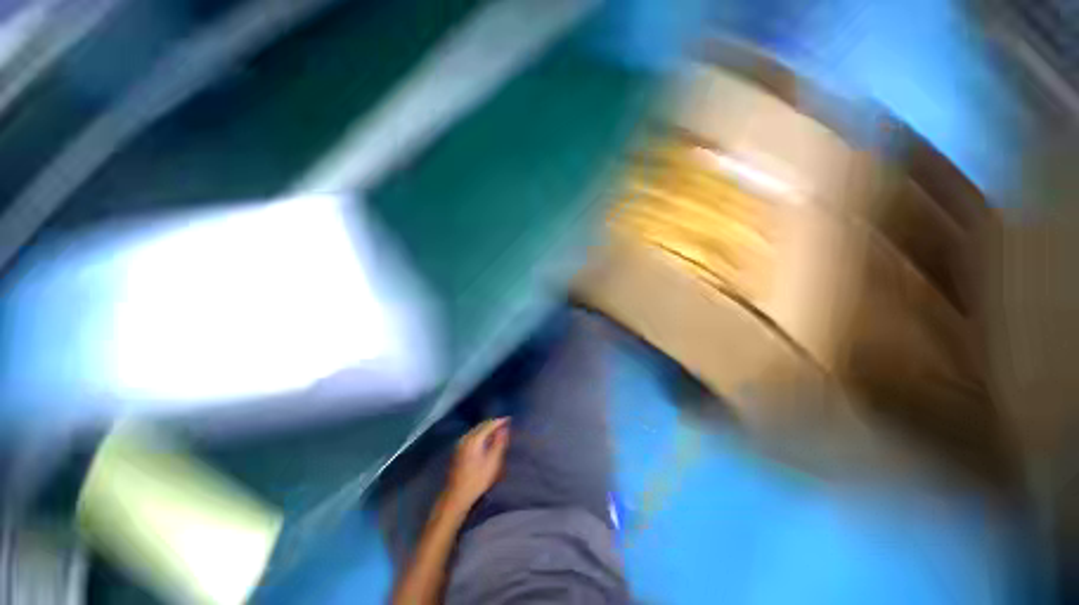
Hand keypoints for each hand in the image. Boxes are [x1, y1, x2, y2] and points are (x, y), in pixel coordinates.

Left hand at [444, 418, 509, 509]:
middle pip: (481, 425)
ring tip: (497, 431)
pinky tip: (486, 439)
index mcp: (474, 439)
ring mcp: (460, 443)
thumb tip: (505, 429)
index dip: (500, 421)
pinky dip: (481, 434)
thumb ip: (499, 443)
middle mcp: (466, 437)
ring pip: (476, 430)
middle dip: (493, 423)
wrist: (456, 496)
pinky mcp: (458, 450)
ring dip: (487, 428)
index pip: (489, 424)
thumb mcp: (493, 462)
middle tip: (505, 424)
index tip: (510, 419)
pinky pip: (472, 435)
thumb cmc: (477, 480)